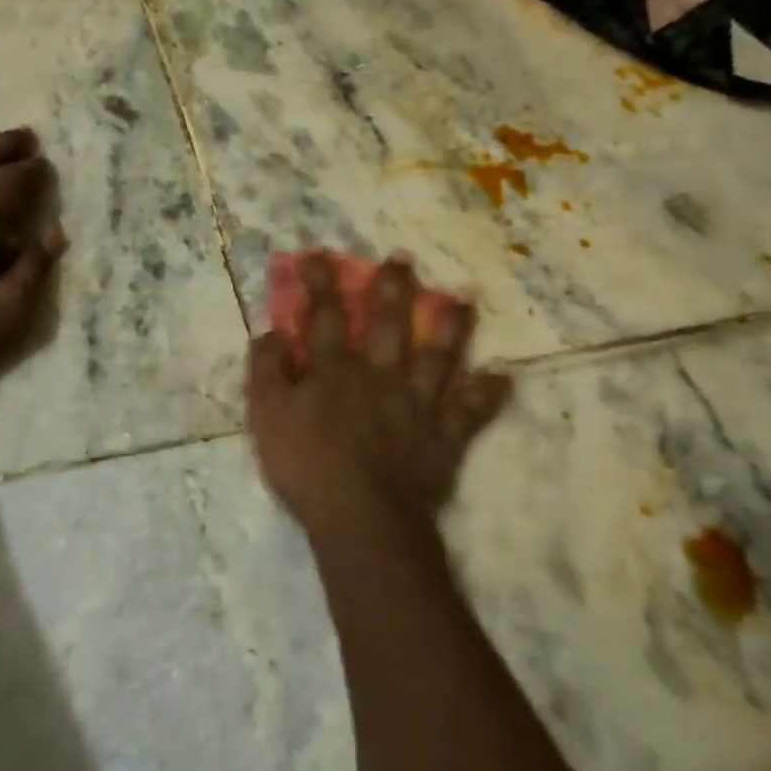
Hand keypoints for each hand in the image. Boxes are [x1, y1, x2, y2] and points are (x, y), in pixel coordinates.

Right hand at [245, 253, 510, 534]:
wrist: (361, 516)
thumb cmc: (307, 467)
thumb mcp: (267, 418)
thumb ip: (267, 371)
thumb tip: (270, 331)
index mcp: (336, 370)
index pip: (326, 316)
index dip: (321, 283)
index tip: (320, 253)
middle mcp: (381, 375)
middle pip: (390, 324)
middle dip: (393, 289)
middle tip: (403, 260)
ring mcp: (418, 403)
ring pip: (439, 356)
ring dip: (452, 327)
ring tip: (464, 300)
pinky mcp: (445, 435)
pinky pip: (471, 411)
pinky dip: (488, 394)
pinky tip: (502, 377)